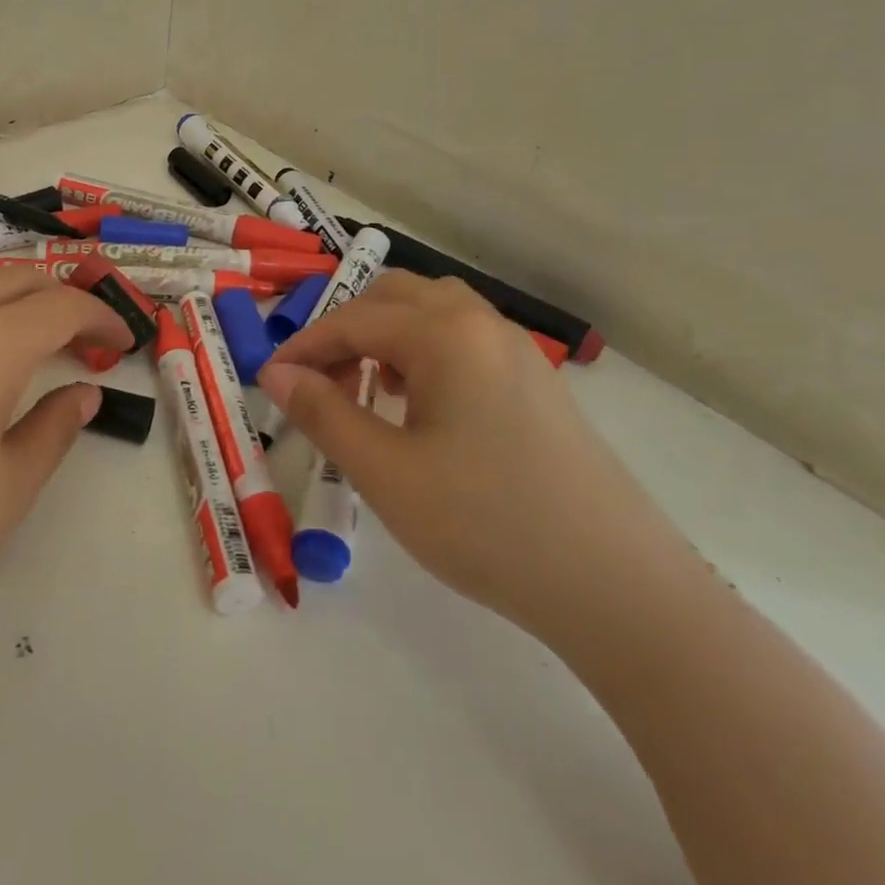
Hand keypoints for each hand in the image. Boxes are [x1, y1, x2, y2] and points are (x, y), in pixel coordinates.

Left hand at [0, 265, 129, 643]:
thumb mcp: (7, 490)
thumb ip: (55, 429)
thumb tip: (84, 393)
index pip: (64, 306)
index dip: (102, 317)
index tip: (122, 341)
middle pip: (18, 277)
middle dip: (62, 296)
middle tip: (82, 337)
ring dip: (12, 296)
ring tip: (28, 339)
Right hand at [259, 272, 691, 643]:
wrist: (616, 587)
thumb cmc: (485, 523)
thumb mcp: (385, 472)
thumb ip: (323, 413)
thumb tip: (277, 374)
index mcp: (444, 333)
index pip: (353, 319)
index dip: (304, 346)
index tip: (268, 380)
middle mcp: (482, 324)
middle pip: (394, 297)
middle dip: (346, 331)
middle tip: (320, 384)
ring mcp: (517, 351)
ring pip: (432, 314)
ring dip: (386, 338)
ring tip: (367, 392)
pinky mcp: (537, 383)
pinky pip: (464, 342)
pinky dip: (424, 355)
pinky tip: (419, 409)